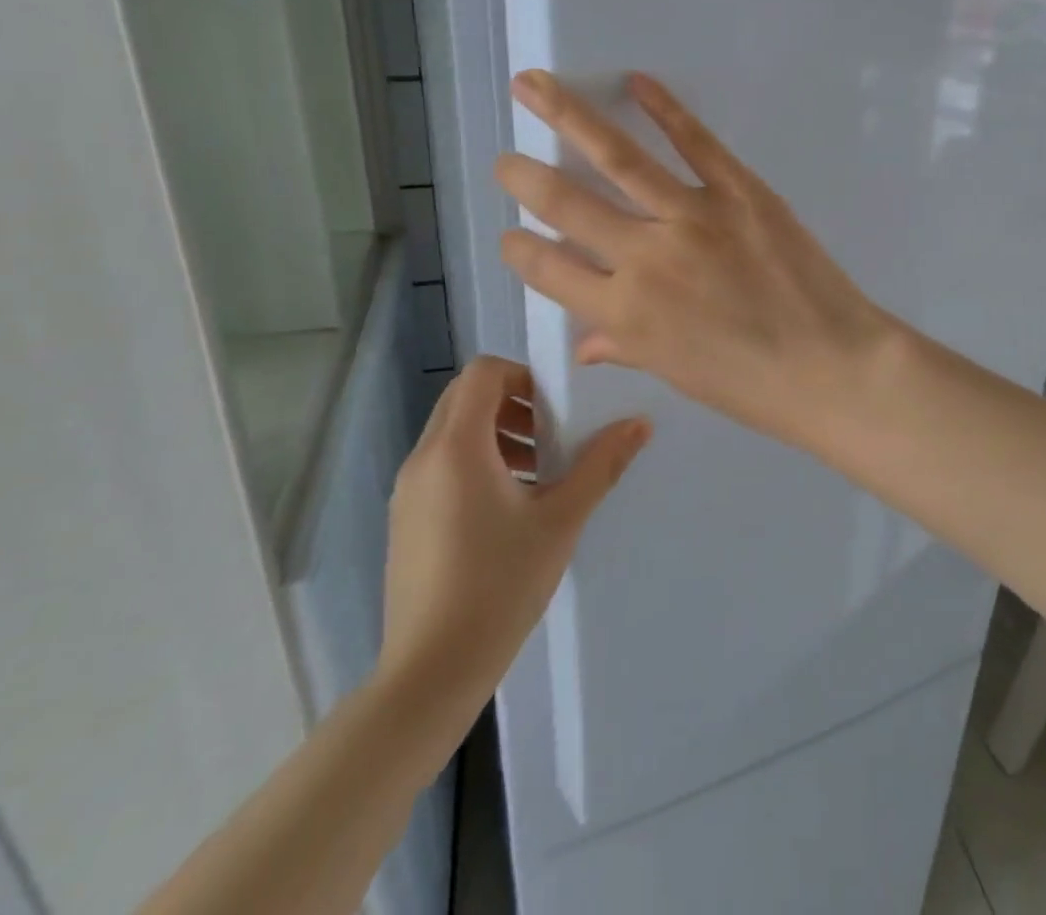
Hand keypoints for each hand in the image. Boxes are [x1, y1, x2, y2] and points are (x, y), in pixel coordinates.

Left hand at [375, 356, 648, 745]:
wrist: (430, 672)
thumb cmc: (499, 585)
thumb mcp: (561, 520)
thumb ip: (600, 465)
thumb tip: (639, 423)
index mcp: (457, 447)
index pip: (482, 372)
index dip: (523, 374)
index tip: (557, 406)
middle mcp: (424, 458)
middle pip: (466, 398)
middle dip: (513, 403)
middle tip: (553, 434)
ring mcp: (408, 491)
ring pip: (454, 433)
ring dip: (497, 434)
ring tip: (540, 472)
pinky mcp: (406, 519)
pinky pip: (443, 465)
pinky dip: (478, 463)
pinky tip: (512, 508)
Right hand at [493, 71, 899, 444]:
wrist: (832, 366)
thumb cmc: (752, 385)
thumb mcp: (677, 374)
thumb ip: (625, 347)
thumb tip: (585, 344)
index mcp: (624, 313)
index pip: (549, 269)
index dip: (520, 249)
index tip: (510, 234)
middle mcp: (645, 257)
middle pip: (567, 204)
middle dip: (524, 177)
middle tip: (504, 159)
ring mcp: (693, 217)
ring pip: (619, 158)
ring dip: (568, 116)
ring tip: (532, 84)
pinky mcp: (740, 192)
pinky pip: (696, 142)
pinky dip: (666, 108)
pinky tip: (637, 82)